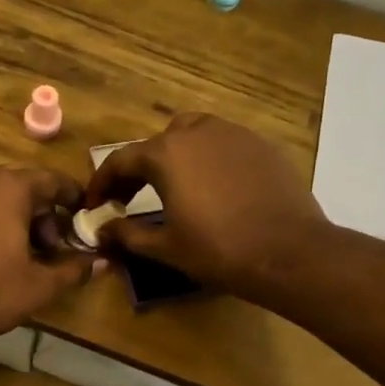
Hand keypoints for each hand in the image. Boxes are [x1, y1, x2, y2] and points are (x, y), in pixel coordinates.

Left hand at [0, 167, 93, 349]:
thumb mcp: (39, 285)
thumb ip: (74, 269)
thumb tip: (103, 262)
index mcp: (10, 188)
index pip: (52, 180)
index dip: (72, 196)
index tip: (83, 212)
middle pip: (20, 187)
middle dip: (40, 214)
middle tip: (50, 247)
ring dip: (10, 217)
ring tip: (18, 253)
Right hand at [83, 114, 330, 298]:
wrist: (289, 253)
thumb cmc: (218, 250)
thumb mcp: (165, 247)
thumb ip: (127, 235)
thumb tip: (101, 230)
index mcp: (166, 154)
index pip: (121, 160)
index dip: (102, 183)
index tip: (94, 204)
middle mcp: (198, 132)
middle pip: (157, 143)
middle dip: (139, 168)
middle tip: (131, 197)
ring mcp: (234, 135)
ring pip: (193, 135)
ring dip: (175, 157)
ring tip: (173, 187)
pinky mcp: (262, 146)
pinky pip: (224, 145)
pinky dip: (208, 160)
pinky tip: (213, 188)